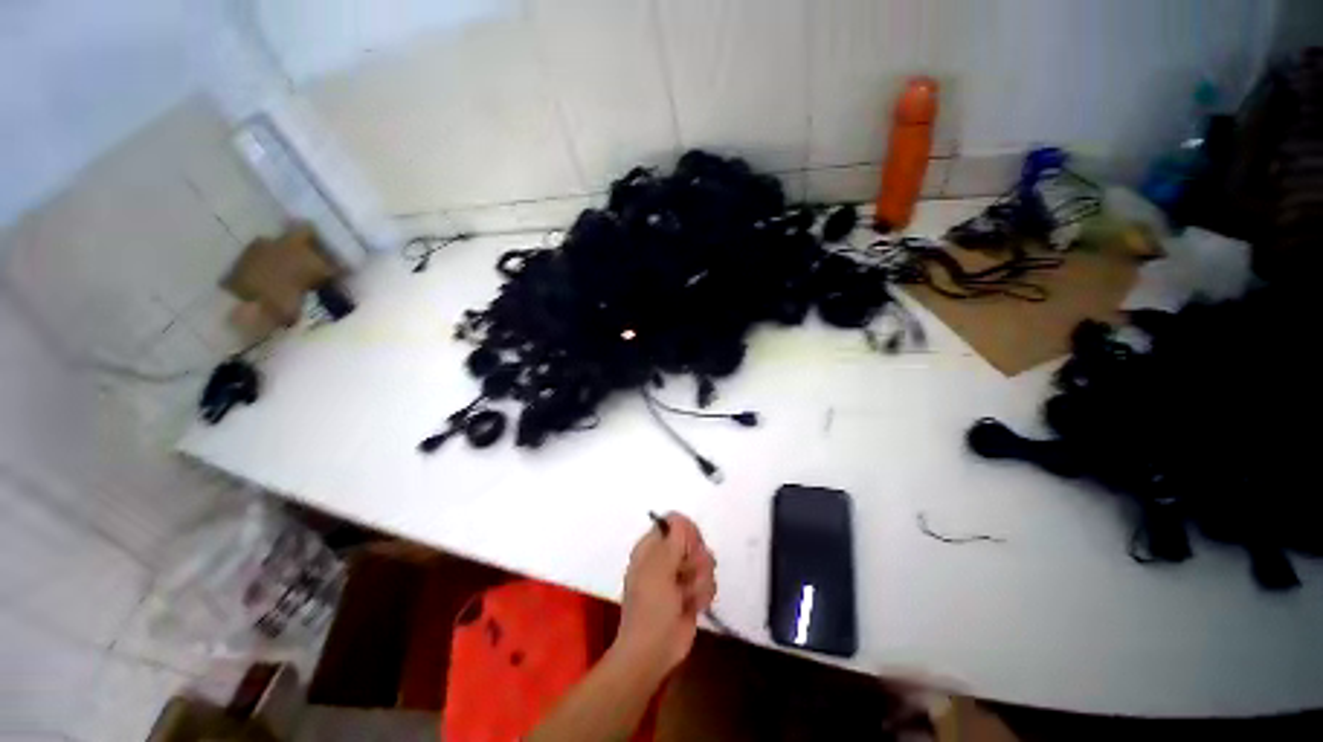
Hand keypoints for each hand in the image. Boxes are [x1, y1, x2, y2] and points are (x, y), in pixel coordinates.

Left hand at [615, 512, 716, 674]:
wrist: (654, 651)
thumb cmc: (651, 606)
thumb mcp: (659, 567)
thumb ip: (673, 540)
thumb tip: (680, 519)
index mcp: (652, 546)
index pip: (676, 523)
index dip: (687, 533)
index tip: (690, 547)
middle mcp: (667, 557)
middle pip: (694, 541)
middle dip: (695, 560)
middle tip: (683, 575)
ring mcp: (680, 575)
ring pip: (705, 562)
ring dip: (699, 581)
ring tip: (684, 596)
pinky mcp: (692, 593)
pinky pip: (709, 582)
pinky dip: (703, 595)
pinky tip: (693, 607)